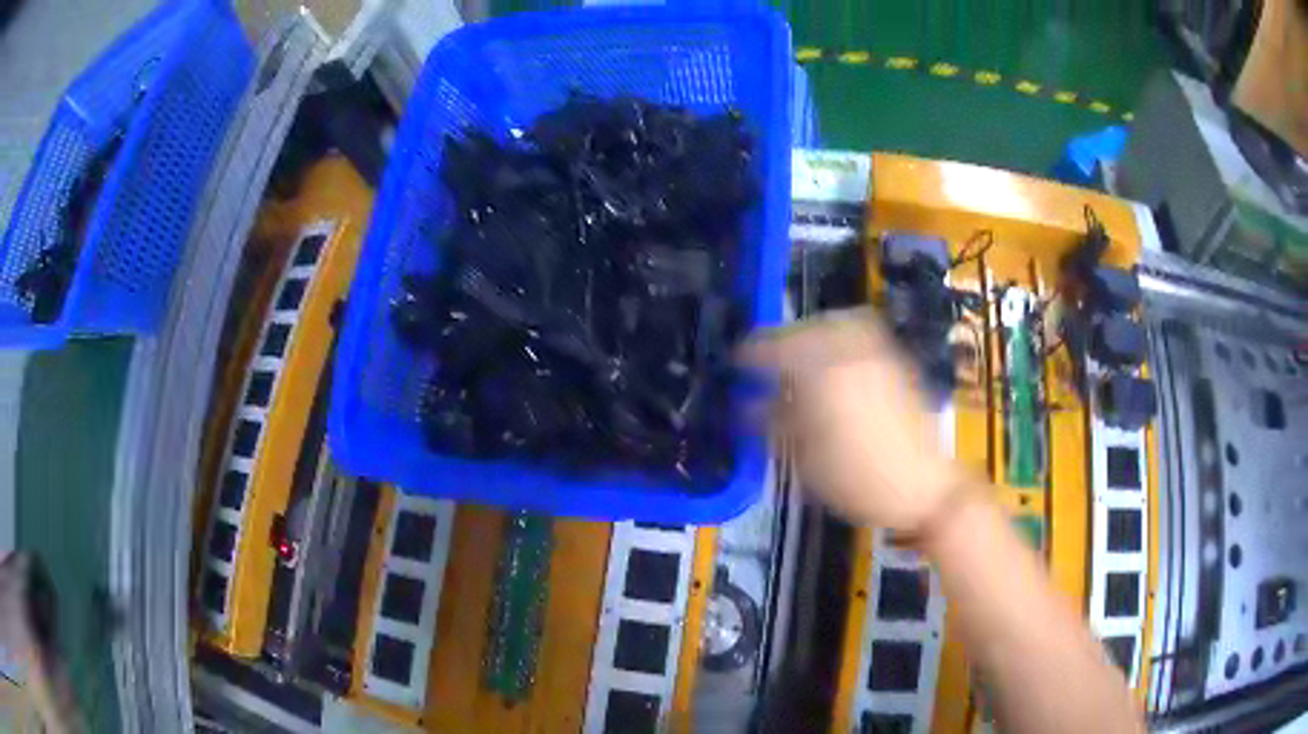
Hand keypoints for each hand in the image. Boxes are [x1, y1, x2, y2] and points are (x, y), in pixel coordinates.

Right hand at [741, 308, 963, 531]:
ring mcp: (877, 353)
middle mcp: (849, 352)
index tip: (735, 362)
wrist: (923, 486)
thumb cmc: (858, 480)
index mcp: (821, 374)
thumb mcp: (806, 460)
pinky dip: (840, 337)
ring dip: (812, 332)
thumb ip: (775, 424)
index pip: (774, 348)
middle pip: (806, 328)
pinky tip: (835, 362)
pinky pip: (862, 334)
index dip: (749, 354)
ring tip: (800, 354)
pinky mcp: (896, 363)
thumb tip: (748, 406)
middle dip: (781, 340)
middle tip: (766, 360)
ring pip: (836, 323)